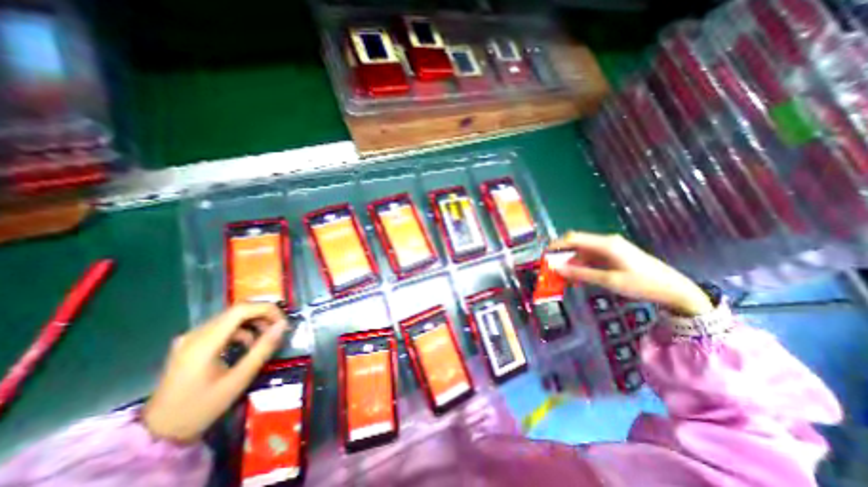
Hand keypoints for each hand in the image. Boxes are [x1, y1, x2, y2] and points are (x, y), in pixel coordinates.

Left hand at [143, 303, 287, 442]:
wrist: (158, 434)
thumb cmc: (202, 407)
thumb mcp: (239, 379)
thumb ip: (263, 349)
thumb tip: (283, 325)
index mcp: (204, 342)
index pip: (241, 309)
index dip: (267, 309)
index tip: (283, 322)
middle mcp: (195, 334)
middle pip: (237, 311)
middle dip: (263, 316)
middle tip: (278, 331)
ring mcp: (190, 338)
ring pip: (231, 318)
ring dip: (253, 323)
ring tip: (264, 340)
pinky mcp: (191, 344)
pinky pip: (222, 327)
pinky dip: (241, 331)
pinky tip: (246, 347)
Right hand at [548, 235, 711, 316]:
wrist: (675, 290)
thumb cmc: (642, 284)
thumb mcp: (609, 281)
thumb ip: (580, 274)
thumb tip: (557, 269)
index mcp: (605, 244)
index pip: (572, 238)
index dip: (556, 245)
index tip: (543, 256)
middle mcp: (605, 242)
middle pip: (576, 244)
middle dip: (561, 255)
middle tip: (550, 269)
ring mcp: (610, 249)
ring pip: (582, 252)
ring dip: (571, 262)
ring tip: (561, 276)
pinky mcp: (613, 256)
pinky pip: (591, 258)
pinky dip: (581, 266)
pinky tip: (577, 277)